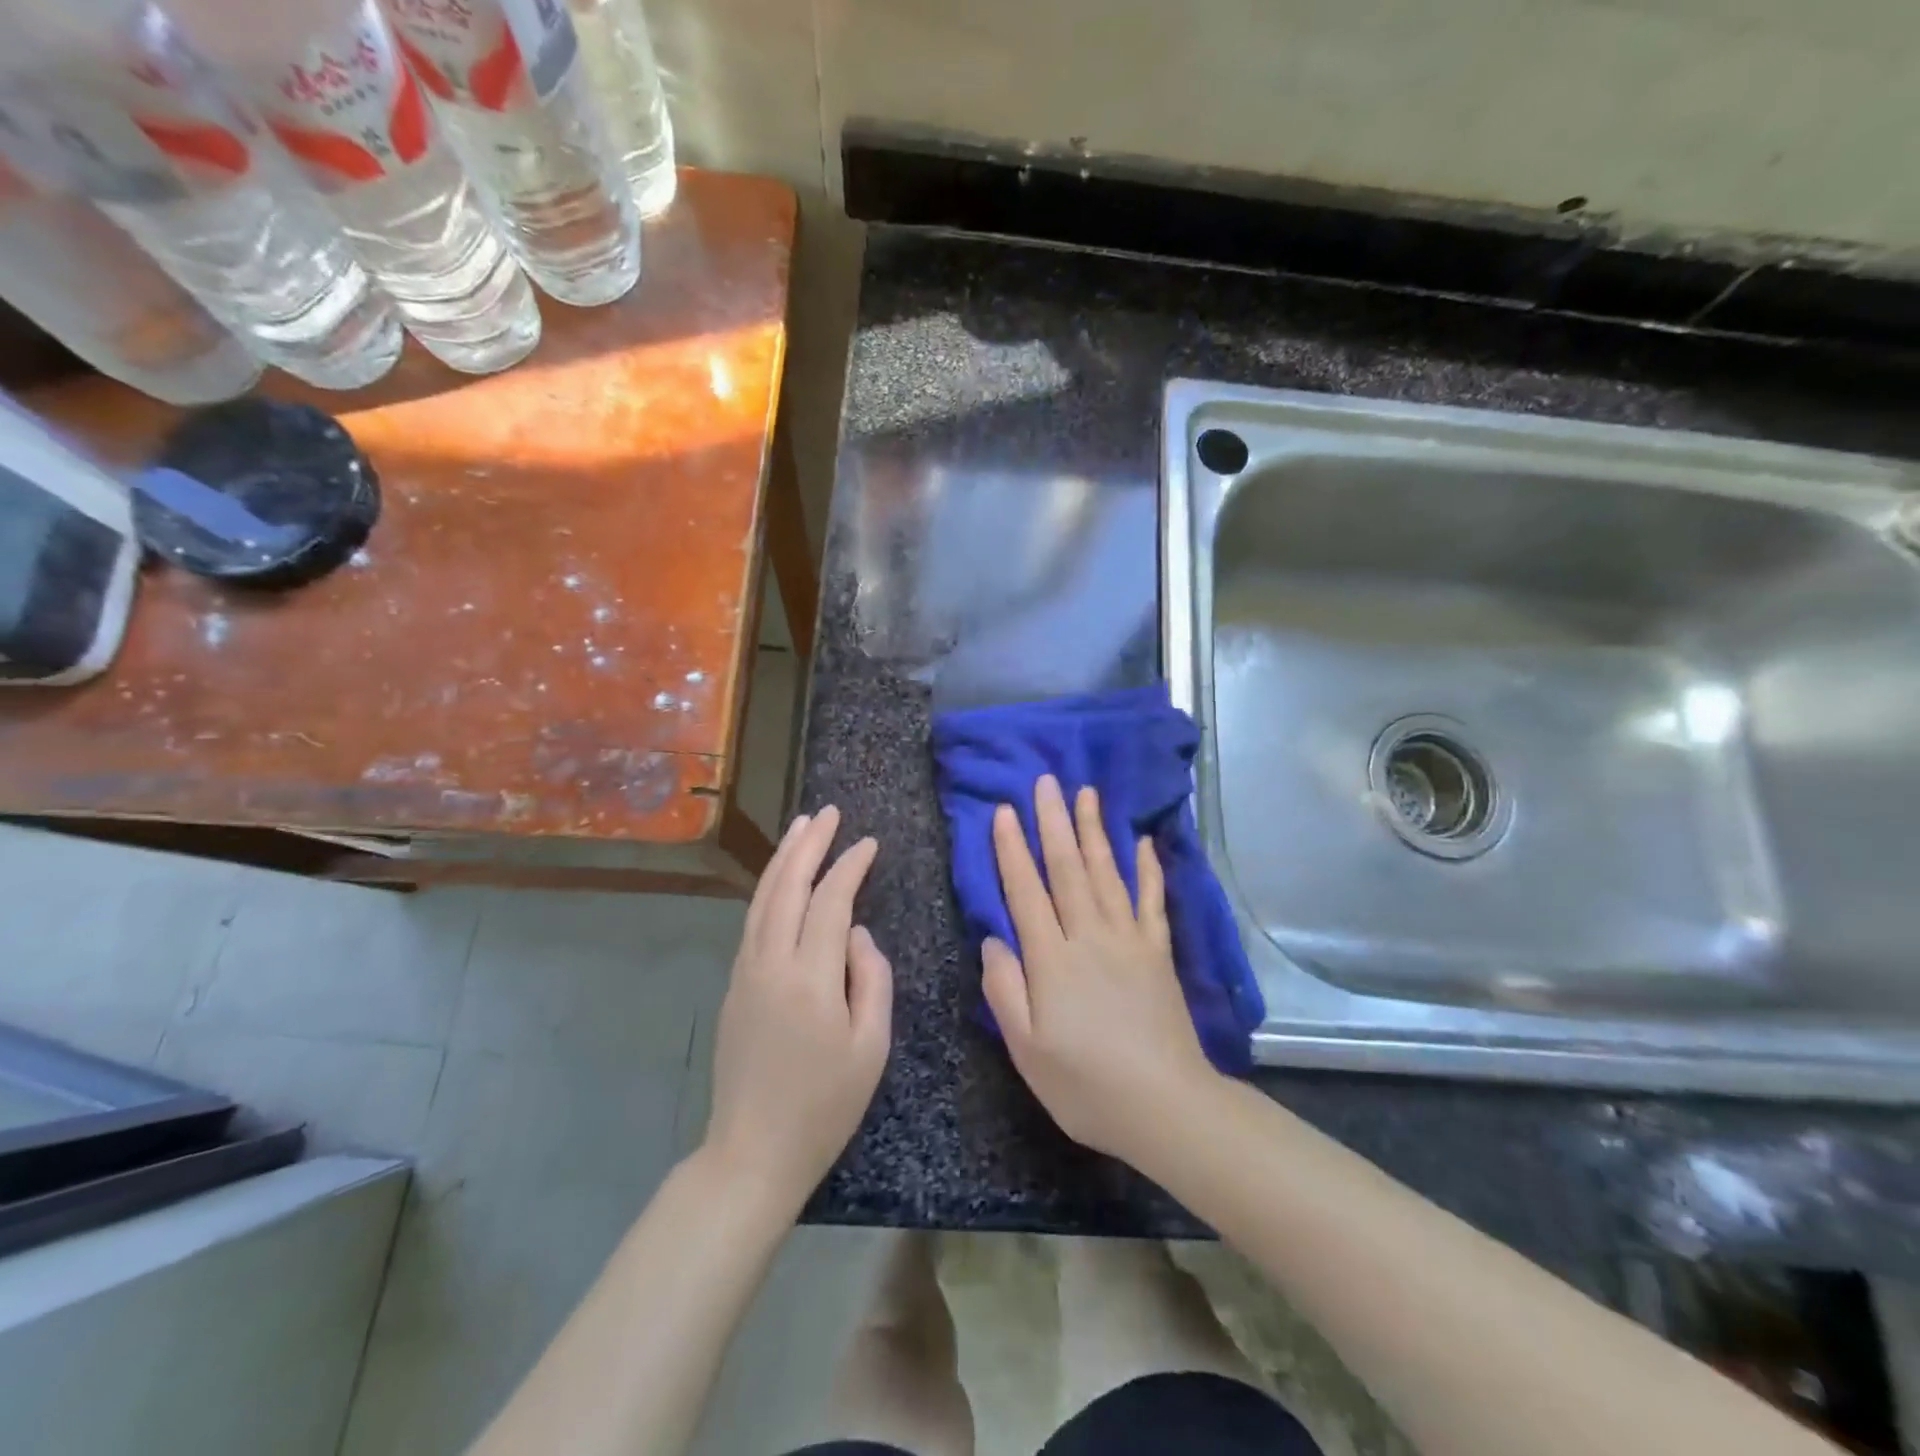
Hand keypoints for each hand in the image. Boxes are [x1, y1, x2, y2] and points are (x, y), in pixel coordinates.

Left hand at [704, 806, 891, 1209]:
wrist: (752, 1150)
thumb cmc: (825, 1106)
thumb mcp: (871, 1047)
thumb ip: (871, 979)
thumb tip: (856, 934)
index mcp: (810, 979)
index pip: (831, 902)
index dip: (850, 867)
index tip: (870, 843)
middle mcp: (771, 963)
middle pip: (788, 887)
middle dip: (809, 845)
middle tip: (828, 813)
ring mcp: (746, 972)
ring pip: (763, 899)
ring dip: (783, 859)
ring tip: (802, 827)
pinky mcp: (734, 985)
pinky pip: (753, 921)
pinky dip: (769, 889)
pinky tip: (781, 879)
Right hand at [982, 775, 1217, 1162]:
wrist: (1166, 1106)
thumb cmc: (1086, 1084)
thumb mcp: (1026, 1049)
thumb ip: (1004, 989)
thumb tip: (992, 938)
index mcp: (1052, 960)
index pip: (1026, 891)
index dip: (1013, 850)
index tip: (1005, 810)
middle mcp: (1089, 936)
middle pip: (1067, 869)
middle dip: (1054, 822)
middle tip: (1046, 782)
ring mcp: (1129, 940)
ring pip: (1106, 873)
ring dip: (1094, 831)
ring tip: (1086, 793)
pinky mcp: (1158, 952)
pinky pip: (1151, 900)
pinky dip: (1148, 868)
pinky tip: (1143, 842)